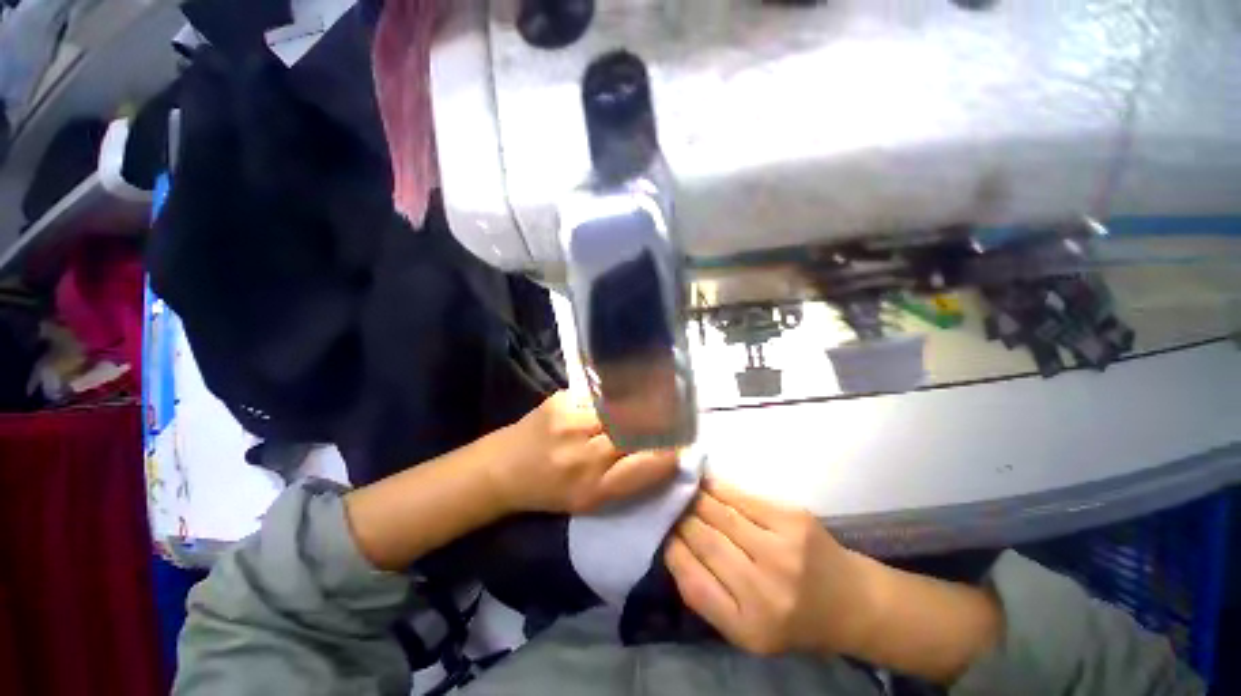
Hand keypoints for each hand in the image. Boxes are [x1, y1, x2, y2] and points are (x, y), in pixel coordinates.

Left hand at [491, 391, 679, 513]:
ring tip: (656, 395)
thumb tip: (664, 451)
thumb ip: (627, 478)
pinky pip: (602, 394)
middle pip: (638, 429)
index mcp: (595, 489)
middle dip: (660, 420)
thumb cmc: (550, 491)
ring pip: (623, 407)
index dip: (669, 451)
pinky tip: (623, 393)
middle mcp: (585, 455)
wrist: (502, 468)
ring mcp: (572, 422)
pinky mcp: (561, 399)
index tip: (680, 442)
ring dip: (641, 402)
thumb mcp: (591, 500)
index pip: (648, 464)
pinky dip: (618, 393)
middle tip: (675, 412)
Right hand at [664, 479, 876, 656]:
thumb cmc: (792, 620)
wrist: (852, 602)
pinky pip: (741, 496)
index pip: (690, 577)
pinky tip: (705, 482)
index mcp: (747, 626)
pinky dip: (718, 487)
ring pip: (719, 512)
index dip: (671, 545)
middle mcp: (764, 590)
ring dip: (695, 497)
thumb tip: (672, 542)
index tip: (662, 528)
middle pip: (703, 538)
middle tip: (669, 502)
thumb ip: (705, 593)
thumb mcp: (744, 628)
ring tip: (683, 489)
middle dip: (680, 516)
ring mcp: (781, 550)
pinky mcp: (792, 519)